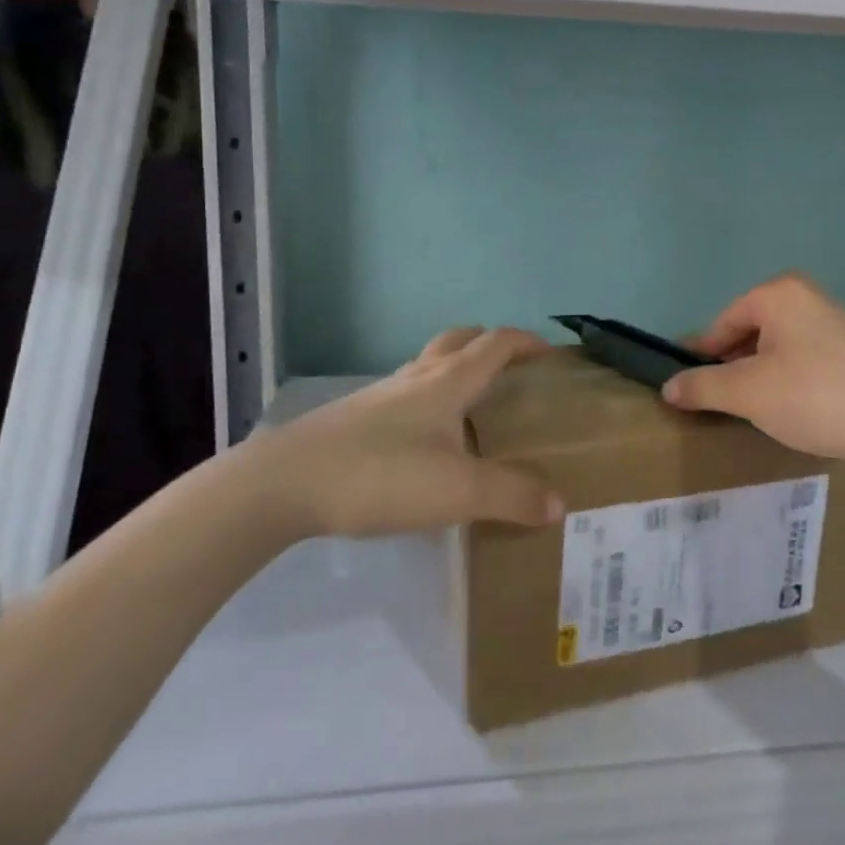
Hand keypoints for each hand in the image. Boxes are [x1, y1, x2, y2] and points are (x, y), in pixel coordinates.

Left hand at [241, 327, 564, 538]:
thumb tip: (559, 504)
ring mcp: (381, 395)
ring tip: (473, 408)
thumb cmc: (381, 474)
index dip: (528, 342)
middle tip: (512, 370)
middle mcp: (417, 377)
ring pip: (429, 366)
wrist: (285, 483)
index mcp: (448, 381)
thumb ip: (511, 496)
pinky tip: (426, 443)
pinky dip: (428, 400)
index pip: (496, 344)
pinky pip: (405, 395)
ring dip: (457, 371)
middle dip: (490, 344)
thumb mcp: (457, 492)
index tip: (552, 355)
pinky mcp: (356, 418)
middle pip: (460, 340)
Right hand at [663, 273, 844, 476]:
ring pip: (778, 347)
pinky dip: (789, 381)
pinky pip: (804, 359)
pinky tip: (791, 410)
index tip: (686, 386)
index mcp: (779, 293)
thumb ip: (702, 386)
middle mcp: (808, 296)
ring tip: (752, 410)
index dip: (701, 355)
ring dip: (759, 376)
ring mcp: (835, 322)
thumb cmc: (813, 396)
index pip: (723, 322)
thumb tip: (669, 388)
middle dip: (732, 366)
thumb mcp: (747, 393)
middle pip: (751, 331)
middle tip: (719, 403)